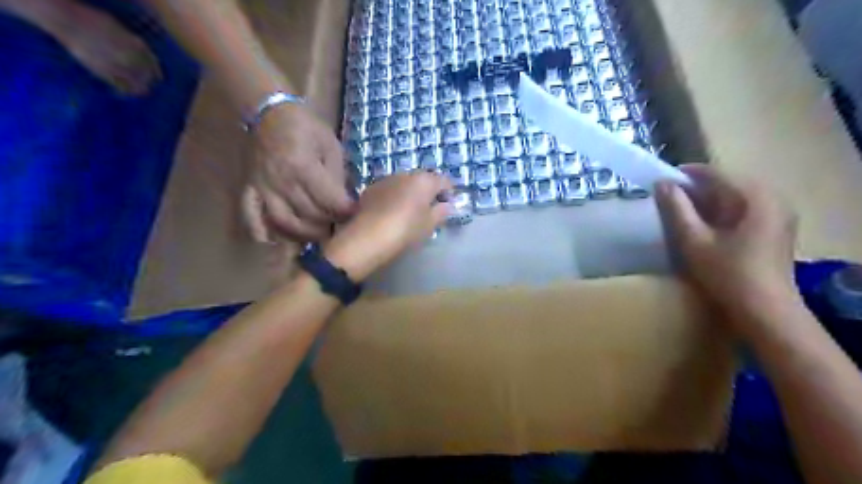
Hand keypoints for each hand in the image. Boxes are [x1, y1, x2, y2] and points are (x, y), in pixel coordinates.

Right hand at [240, 104, 355, 244]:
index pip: (328, 199)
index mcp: (303, 166)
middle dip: (329, 223)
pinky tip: (276, 241)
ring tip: (318, 233)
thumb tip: (345, 202)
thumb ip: (337, 176)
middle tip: (340, 224)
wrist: (270, 113)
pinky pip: (251, 215)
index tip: (355, 212)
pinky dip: (262, 231)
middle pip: (308, 214)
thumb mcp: (331, 146)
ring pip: (283, 222)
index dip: (345, 210)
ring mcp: (263, 187)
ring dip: (303, 234)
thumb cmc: (306, 128)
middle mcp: (281, 181)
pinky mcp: (250, 189)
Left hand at [323, 173, 452, 279]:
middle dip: (428, 192)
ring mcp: (386, 180)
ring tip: (409, 212)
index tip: (449, 205)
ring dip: (410, 194)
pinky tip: (391, 213)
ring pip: (405, 184)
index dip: (449, 192)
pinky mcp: (370, 189)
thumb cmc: (406, 230)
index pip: (444, 181)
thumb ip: (441, 212)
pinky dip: (394, 198)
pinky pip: (389, 190)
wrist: (368, 237)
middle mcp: (406, 174)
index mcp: (424, 180)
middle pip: (423, 180)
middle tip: (430, 210)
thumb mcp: (429, 224)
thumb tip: (447, 205)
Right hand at [654, 164, 800, 317]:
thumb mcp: (694, 240)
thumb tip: (662, 183)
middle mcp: (773, 199)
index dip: (687, 173)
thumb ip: (677, 209)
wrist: (765, 312)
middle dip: (697, 188)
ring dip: (708, 201)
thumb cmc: (727, 274)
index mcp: (757, 197)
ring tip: (681, 210)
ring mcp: (778, 214)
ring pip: (735, 197)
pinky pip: (744, 210)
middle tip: (668, 197)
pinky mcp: (776, 229)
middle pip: (728, 183)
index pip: (717, 173)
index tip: (661, 180)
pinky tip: (704, 224)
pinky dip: (721, 212)